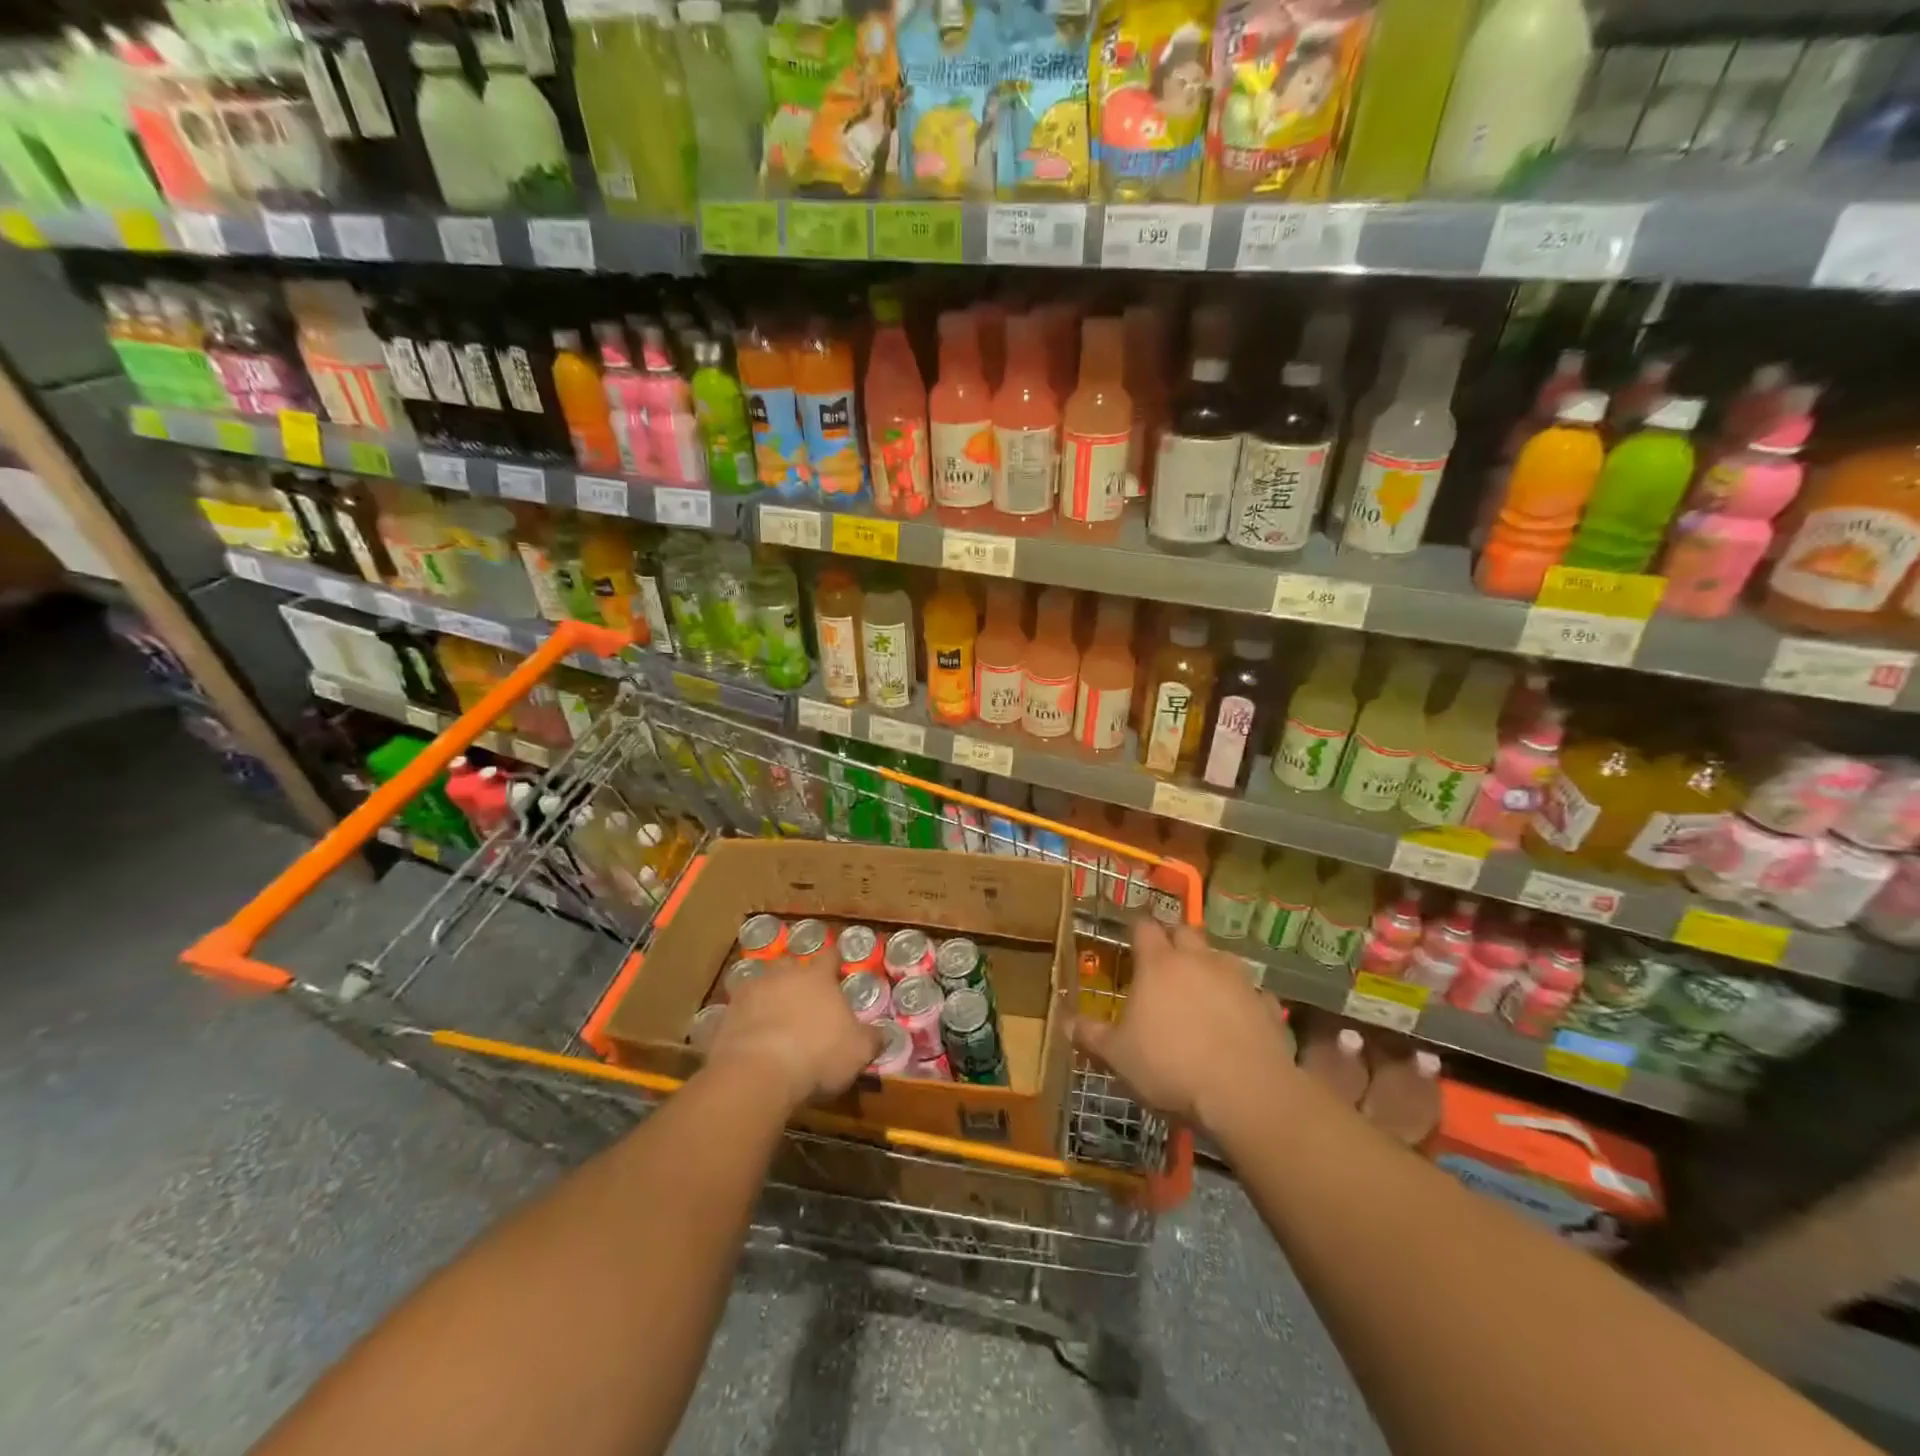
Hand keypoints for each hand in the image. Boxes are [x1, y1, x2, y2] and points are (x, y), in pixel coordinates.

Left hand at [704, 957, 881, 1110]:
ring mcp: (749, 993)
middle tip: (803, 996)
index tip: (839, 966)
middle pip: (790, 965)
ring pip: (759, 985)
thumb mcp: (857, 1051)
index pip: (830, 956)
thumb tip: (883, 1033)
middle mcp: (782, 975)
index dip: (835, 960)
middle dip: (796, 976)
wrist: (757, 1073)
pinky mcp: (724, 1017)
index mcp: (817, 977)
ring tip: (773, 1018)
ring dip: (767, 997)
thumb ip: (872, 1039)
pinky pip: (737, 1014)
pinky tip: (748, 1040)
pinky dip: (743, 1023)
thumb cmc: (817, 1055)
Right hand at [1074, 919, 1294, 1135]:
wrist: (1245, 1095)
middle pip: (1185, 932)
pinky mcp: (1267, 1004)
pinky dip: (1243, 999)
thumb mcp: (1117, 1056)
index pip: (1143, 928)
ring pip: (1221, 956)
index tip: (1129, 940)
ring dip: (1210, 966)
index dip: (1136, 931)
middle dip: (1174, 940)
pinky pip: (1252, 992)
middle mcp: (1198, 960)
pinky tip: (1238, 1020)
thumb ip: (1090, 1035)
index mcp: (1158, 964)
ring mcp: (1237, 979)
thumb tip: (1063, 1021)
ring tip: (1202, 989)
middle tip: (1164, 963)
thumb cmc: (1169, 1067)